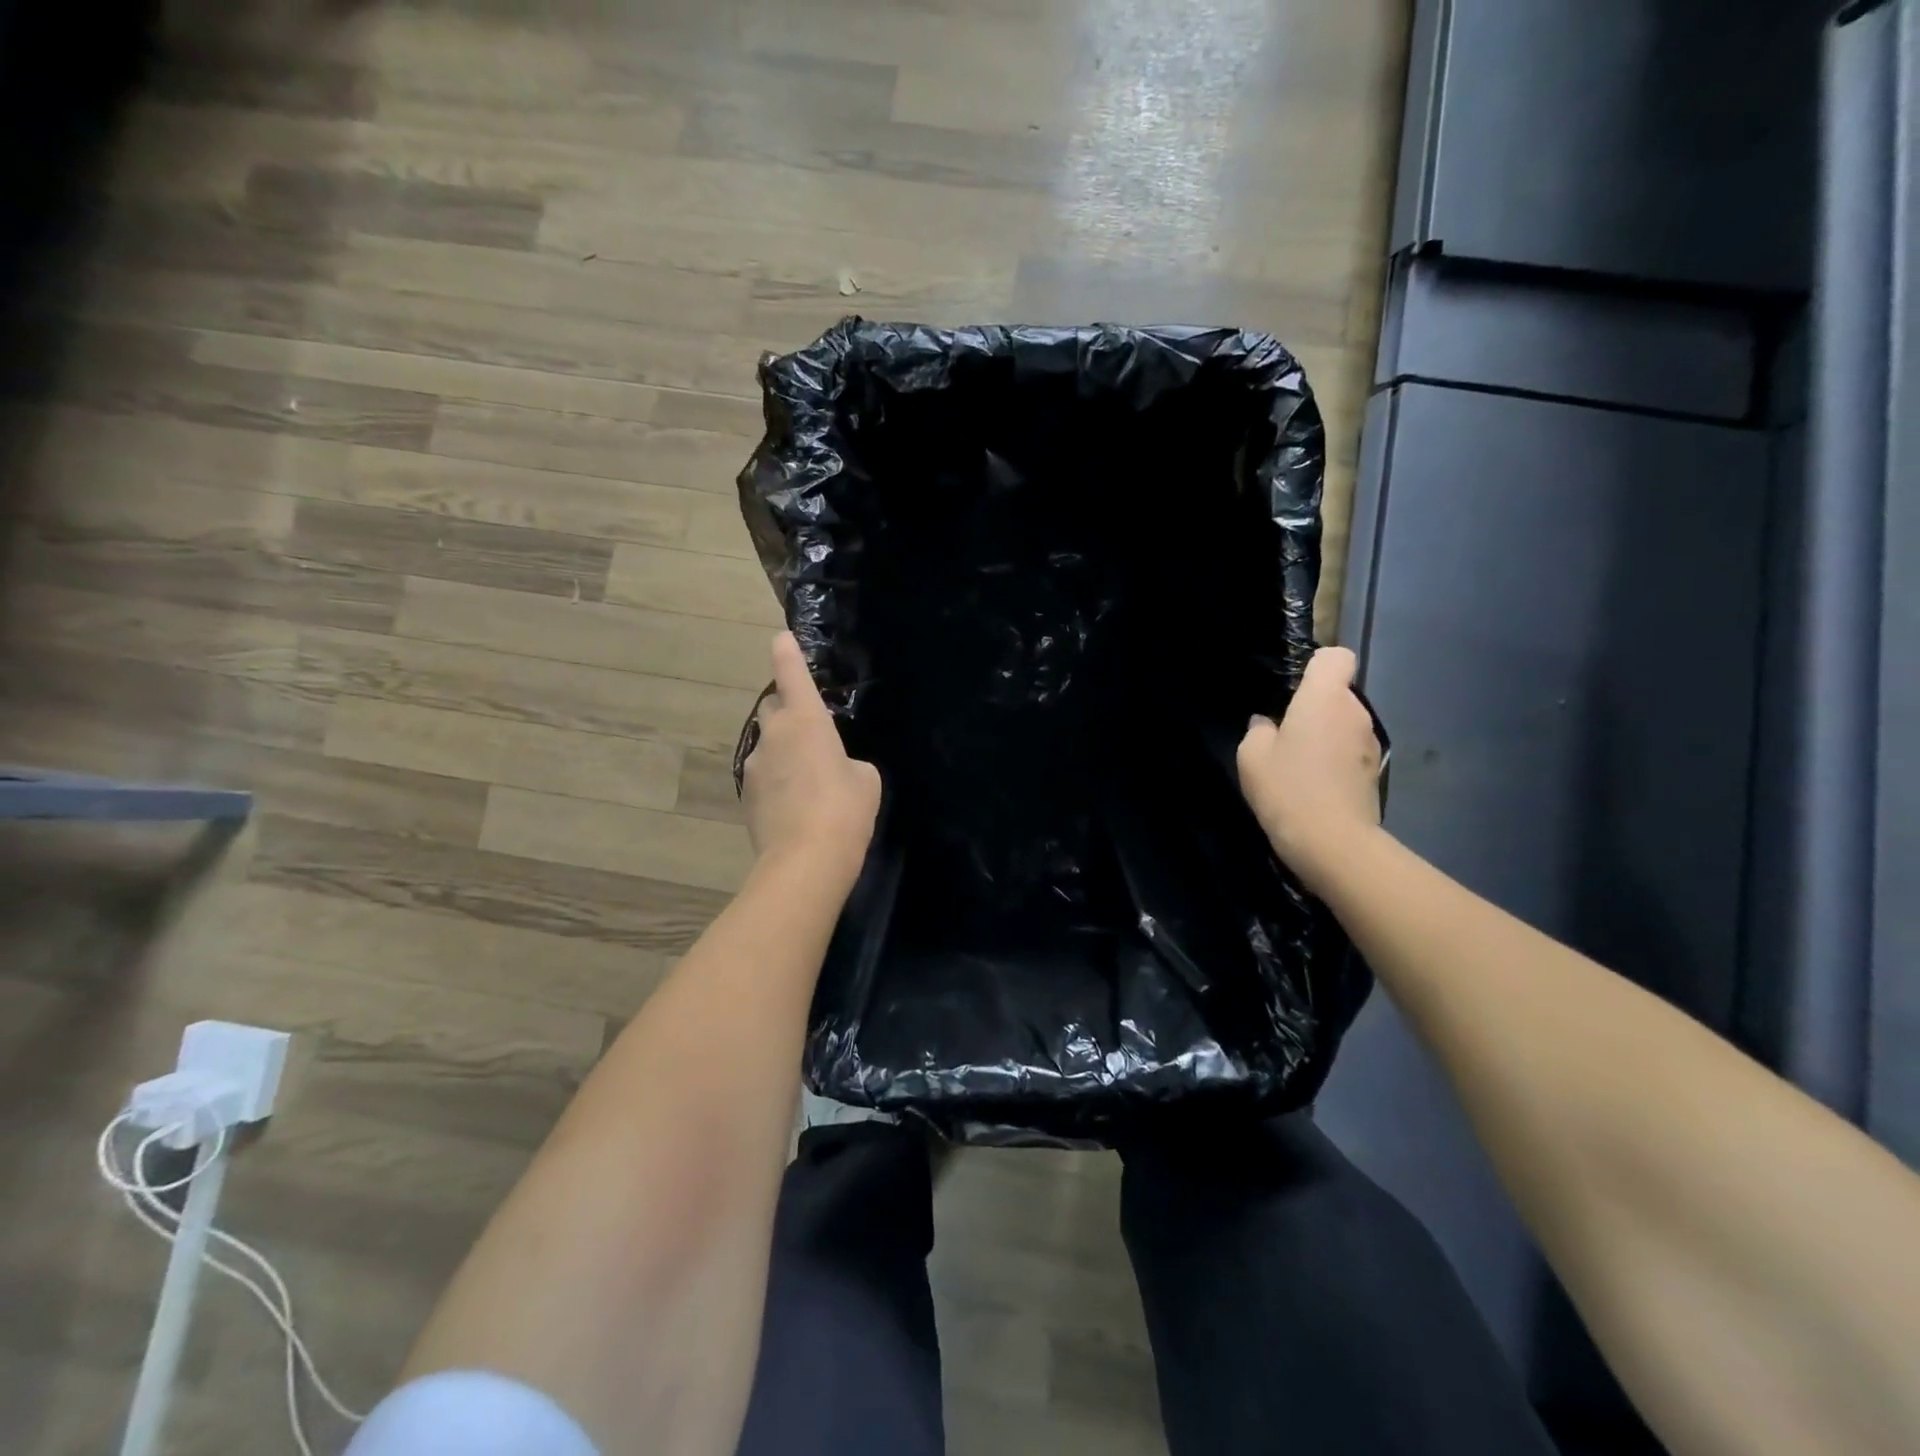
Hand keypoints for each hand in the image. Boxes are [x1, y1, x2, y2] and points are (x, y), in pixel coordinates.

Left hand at [742, 632, 881, 880]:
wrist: (805, 861)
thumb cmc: (844, 809)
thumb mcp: (865, 779)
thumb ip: (848, 762)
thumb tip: (834, 769)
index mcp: (805, 720)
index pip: (791, 671)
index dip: (787, 651)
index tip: (782, 638)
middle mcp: (773, 735)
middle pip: (773, 706)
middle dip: (787, 709)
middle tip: (810, 729)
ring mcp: (754, 766)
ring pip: (767, 744)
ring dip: (783, 749)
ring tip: (807, 778)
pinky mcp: (746, 796)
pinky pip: (763, 775)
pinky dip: (777, 780)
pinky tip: (795, 804)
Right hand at [1237, 647, 1382, 891]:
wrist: (1332, 843)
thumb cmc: (1288, 789)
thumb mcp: (1252, 756)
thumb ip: (1259, 729)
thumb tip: (1268, 723)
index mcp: (1325, 698)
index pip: (1336, 657)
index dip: (1315, 667)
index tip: (1292, 691)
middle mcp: (1355, 712)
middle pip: (1338, 693)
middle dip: (1314, 706)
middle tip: (1285, 735)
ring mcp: (1371, 742)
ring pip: (1345, 723)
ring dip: (1326, 734)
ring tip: (1299, 764)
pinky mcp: (1375, 771)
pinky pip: (1351, 750)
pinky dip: (1336, 759)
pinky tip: (1315, 784)